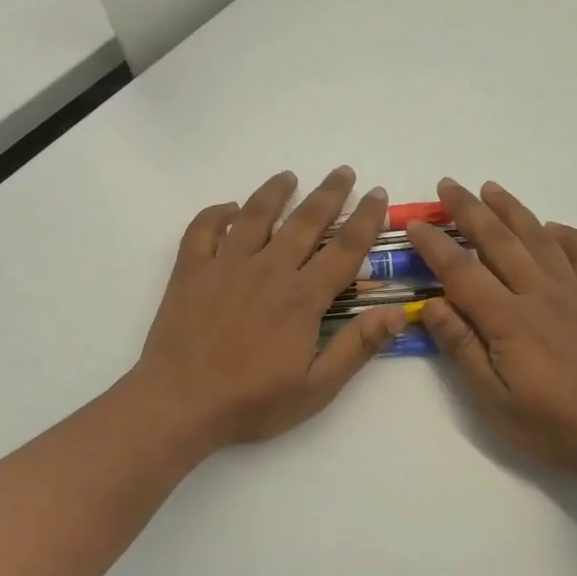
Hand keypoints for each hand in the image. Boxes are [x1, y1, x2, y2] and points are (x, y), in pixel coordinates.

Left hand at [131, 169, 409, 453]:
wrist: (179, 403)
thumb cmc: (251, 402)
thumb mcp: (316, 388)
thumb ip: (357, 347)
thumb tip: (397, 312)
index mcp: (302, 298)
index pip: (344, 249)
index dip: (366, 219)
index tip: (378, 195)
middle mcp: (268, 270)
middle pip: (305, 222)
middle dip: (329, 194)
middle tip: (344, 172)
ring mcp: (225, 265)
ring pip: (255, 215)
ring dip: (275, 192)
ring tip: (289, 177)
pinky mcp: (190, 270)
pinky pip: (203, 229)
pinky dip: (216, 213)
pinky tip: (228, 208)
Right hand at [407, 179, 576, 487]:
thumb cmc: (554, 428)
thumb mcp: (494, 401)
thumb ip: (463, 349)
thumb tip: (433, 305)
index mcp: (509, 320)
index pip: (462, 272)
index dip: (435, 246)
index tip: (415, 224)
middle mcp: (542, 295)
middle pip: (499, 242)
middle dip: (470, 211)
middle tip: (448, 185)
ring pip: (540, 239)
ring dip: (513, 210)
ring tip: (491, 188)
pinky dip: (570, 235)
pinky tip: (553, 227)